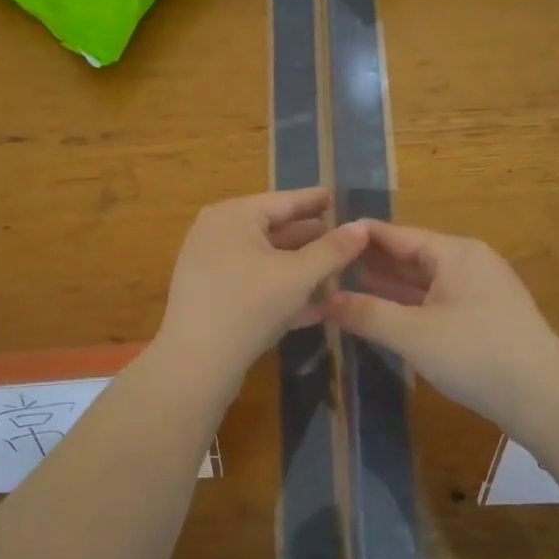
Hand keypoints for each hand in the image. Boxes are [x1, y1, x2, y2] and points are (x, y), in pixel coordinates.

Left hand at [155, 189, 366, 383]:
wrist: (196, 363)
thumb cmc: (250, 306)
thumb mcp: (299, 276)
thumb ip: (333, 250)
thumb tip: (362, 226)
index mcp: (234, 216)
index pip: (283, 201)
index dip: (313, 200)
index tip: (335, 196)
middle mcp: (216, 232)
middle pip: (272, 230)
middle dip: (310, 240)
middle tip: (342, 240)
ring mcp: (209, 265)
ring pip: (264, 260)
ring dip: (299, 269)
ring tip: (334, 274)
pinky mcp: (209, 296)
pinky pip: (252, 283)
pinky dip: (279, 289)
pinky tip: (312, 306)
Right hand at [326, 221, 558, 435]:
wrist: (544, 398)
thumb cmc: (475, 354)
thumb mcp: (412, 334)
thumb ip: (366, 313)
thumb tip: (322, 300)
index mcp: (454, 253)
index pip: (397, 234)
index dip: (360, 237)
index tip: (323, 236)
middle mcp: (468, 262)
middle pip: (410, 255)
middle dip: (371, 262)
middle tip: (326, 265)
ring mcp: (479, 290)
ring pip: (423, 280)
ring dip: (388, 285)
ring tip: (345, 286)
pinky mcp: (484, 317)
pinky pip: (436, 300)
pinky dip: (409, 304)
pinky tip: (383, 312)